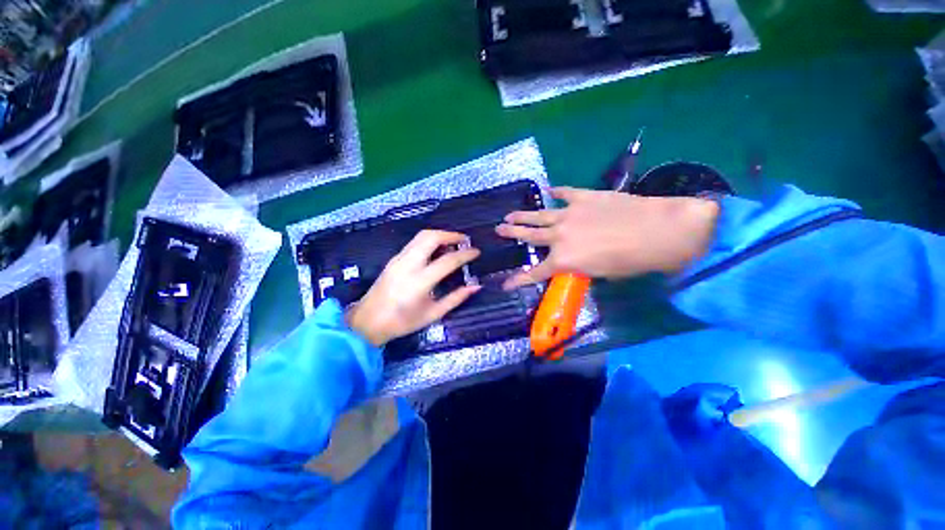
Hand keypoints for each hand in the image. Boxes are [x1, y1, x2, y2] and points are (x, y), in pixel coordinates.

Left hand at [347, 230, 480, 345]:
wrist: (368, 321)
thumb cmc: (402, 322)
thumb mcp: (433, 314)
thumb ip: (456, 298)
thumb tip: (476, 286)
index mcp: (419, 281)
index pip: (447, 260)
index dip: (465, 254)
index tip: (476, 251)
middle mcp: (408, 264)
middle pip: (431, 237)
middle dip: (451, 235)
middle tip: (464, 240)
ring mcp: (398, 259)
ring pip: (421, 236)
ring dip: (439, 235)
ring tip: (452, 243)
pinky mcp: (393, 259)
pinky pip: (414, 242)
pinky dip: (429, 240)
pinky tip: (436, 250)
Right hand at [496, 187, 719, 288]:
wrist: (659, 232)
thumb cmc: (632, 261)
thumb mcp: (600, 274)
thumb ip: (580, 266)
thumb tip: (574, 262)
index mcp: (563, 259)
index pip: (534, 273)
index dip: (517, 280)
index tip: (504, 284)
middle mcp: (559, 236)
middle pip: (529, 235)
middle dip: (511, 233)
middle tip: (499, 229)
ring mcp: (569, 214)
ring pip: (539, 214)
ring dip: (523, 214)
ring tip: (511, 214)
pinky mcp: (584, 197)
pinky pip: (565, 193)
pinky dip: (557, 192)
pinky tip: (549, 189)